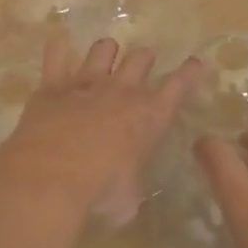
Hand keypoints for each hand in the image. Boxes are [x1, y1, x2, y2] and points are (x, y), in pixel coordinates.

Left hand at [0, 38, 203, 225]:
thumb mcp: (128, 199)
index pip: (178, 86)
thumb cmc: (100, 192)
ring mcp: (86, 83)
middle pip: (141, 58)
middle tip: (145, 61)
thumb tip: (125, 190)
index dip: (189, 73)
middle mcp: (121, 91)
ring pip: (103, 48)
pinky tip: (58, 49)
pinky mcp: (52, 85)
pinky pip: (56, 54)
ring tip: (105, 56)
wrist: (51, 176)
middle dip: (145, 57)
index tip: (196, 62)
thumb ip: (130, 185)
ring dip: (107, 51)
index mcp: (149, 117)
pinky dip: (58, 50)